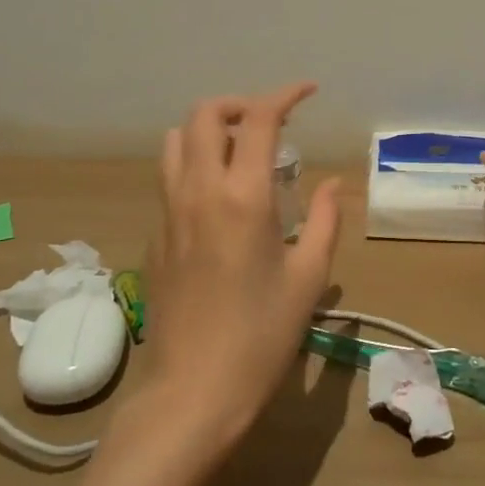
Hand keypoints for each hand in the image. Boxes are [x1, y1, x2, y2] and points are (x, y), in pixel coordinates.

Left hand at [149, 84, 341, 447]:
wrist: (191, 393)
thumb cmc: (261, 336)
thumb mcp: (308, 278)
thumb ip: (324, 220)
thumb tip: (330, 184)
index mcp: (243, 196)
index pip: (260, 118)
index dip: (285, 94)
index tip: (308, 92)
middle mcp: (199, 191)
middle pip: (204, 114)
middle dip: (239, 104)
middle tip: (270, 123)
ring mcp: (169, 212)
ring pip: (176, 141)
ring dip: (209, 130)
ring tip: (241, 153)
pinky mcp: (154, 237)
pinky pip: (170, 179)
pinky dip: (196, 166)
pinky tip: (220, 202)